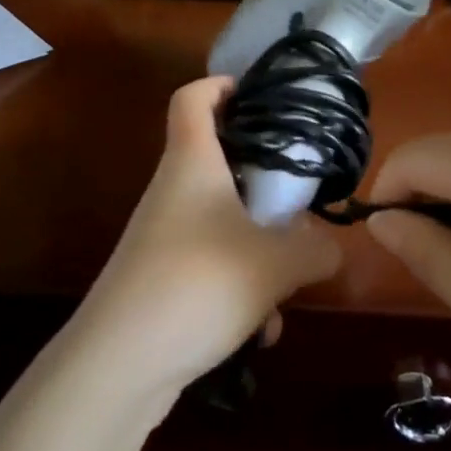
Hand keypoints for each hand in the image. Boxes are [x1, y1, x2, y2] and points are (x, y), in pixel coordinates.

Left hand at [74, 77, 342, 399]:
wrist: (119, 365)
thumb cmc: (199, 284)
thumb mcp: (276, 265)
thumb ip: (315, 249)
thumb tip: (331, 246)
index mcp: (191, 164)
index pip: (192, 98)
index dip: (221, 84)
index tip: (259, 96)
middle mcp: (172, 192)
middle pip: (217, 161)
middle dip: (263, 180)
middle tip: (301, 196)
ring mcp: (163, 238)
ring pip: (223, 223)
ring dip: (259, 249)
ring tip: (288, 283)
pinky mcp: (162, 280)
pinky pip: (213, 268)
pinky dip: (241, 290)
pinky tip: (259, 330)